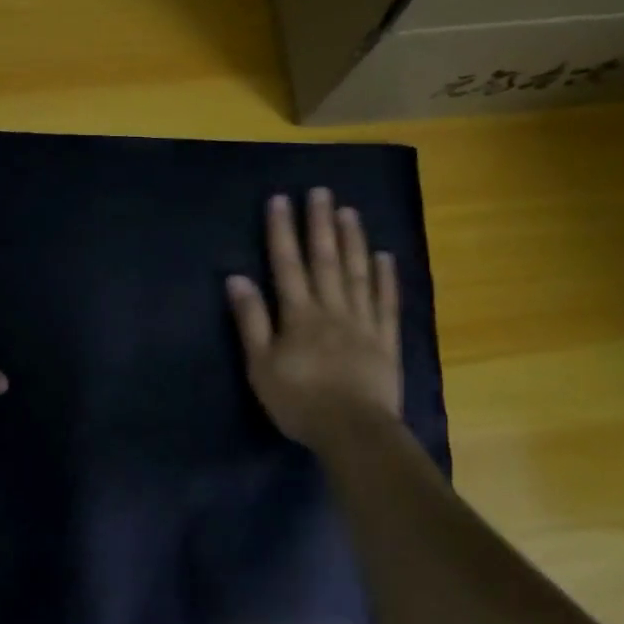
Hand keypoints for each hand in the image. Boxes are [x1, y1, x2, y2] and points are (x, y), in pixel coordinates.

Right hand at [226, 189, 401, 449]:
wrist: (353, 432)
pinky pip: (386, 303)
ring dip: (352, 241)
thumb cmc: (299, 401)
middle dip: (320, 224)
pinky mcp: (385, 341)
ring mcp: (363, 323)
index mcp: (298, 315)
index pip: (287, 265)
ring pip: (357, 274)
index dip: (282, 232)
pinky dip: (386, 278)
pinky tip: (385, 256)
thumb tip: (236, 278)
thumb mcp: (260, 365)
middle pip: (325, 260)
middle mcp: (331, 310)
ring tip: (349, 211)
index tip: (280, 200)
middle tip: (321, 191)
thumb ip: (250, 321)